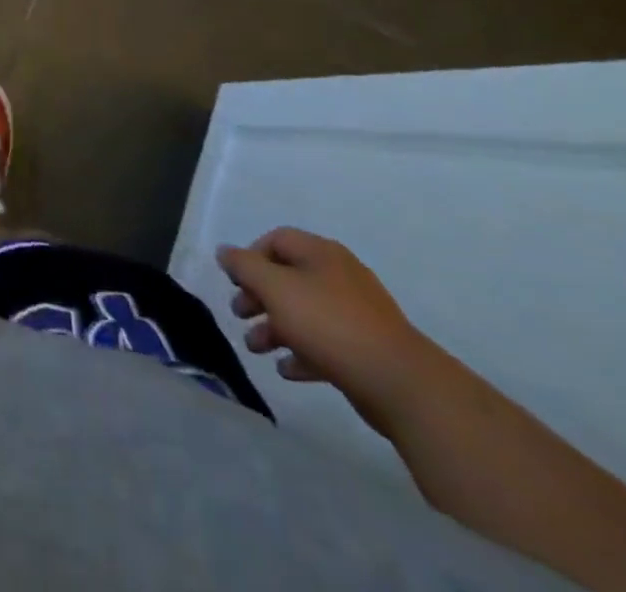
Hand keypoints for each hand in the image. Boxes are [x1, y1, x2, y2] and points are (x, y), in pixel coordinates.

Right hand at [217, 227, 438, 431]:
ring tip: (256, 349)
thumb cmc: (329, 324)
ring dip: (275, 328)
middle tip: (239, 314)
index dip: (250, 257)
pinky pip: (325, 343)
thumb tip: (224, 252)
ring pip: (304, 313)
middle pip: (288, 277)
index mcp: (321, 254)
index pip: (276, 240)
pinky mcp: (366, 349)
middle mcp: (339, 277)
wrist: (401, 384)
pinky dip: (302, 352)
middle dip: (258, 296)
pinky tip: (287, 370)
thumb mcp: (275, 288)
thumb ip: (244, 266)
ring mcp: (357, 314)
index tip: (234, 282)